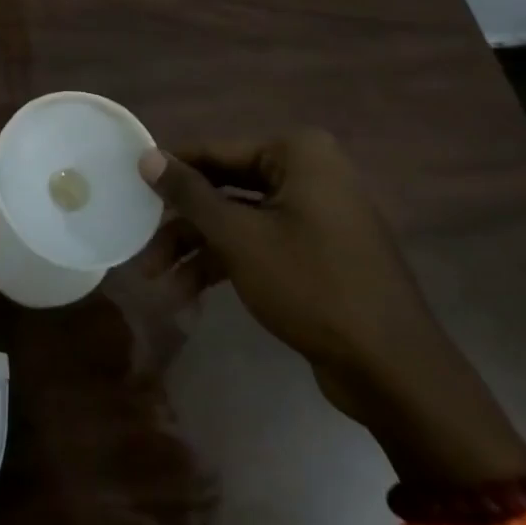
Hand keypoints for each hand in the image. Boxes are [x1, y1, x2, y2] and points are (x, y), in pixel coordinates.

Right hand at [138, 131, 431, 374]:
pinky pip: (260, 245)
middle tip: (143, 247)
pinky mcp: (317, 252)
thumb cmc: (311, 286)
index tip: (131, 188)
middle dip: (182, 225)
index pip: (215, 152)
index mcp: (296, 153)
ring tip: (159, 285)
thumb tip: (146, 157)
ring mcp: (314, 214)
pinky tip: (190, 298)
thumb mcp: (239, 237)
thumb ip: (189, 194)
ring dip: (198, 252)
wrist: (395, 372)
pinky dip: (226, 266)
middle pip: (224, 188)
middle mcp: (307, 173)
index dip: (171, 172)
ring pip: (238, 222)